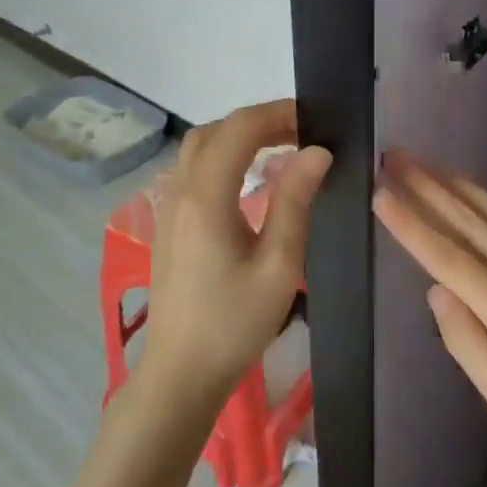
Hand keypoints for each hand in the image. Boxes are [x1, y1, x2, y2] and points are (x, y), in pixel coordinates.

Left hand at [138, 100, 331, 416]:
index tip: (315, 121)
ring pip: (199, 148)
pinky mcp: (169, 224)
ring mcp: (169, 207)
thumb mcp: (278, 264)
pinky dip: (223, 157)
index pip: (239, 128)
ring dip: (238, 137)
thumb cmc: (234, 323)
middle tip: (302, 132)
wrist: (182, 372)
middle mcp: (180, 191)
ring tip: (281, 148)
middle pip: (214, 131)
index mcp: (206, 196)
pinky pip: (193, 170)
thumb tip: (317, 151)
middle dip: (258, 121)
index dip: (278, 114)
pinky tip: (250, 179)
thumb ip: (295, 201)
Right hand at [372, 150, 486, 448]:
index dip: (410, 221)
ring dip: (451, 181)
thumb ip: (465, 341)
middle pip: (463, 218)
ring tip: (421, 161)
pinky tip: (471, 186)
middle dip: (423, 185)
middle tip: (392, 158)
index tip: (381, 193)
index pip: (444, 253)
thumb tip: (437, 291)